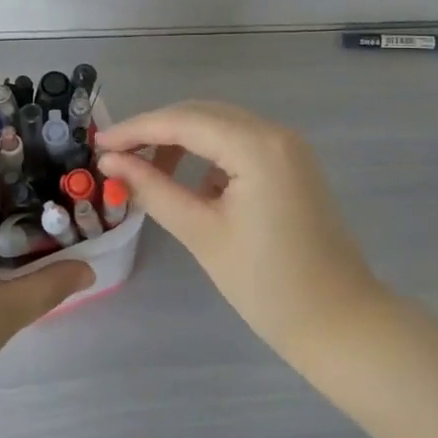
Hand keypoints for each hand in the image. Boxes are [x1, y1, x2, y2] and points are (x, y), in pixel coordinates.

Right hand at [96, 102, 383, 364]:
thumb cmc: (267, 285)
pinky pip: (240, 143)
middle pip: (202, 114)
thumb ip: (153, 188)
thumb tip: (111, 161)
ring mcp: (288, 147)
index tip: (97, 142)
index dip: (136, 129)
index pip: (184, 121)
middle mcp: (275, 133)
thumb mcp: (202, 233)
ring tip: (146, 170)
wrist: (340, 323)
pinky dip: (208, 153)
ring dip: (181, 139)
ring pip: (220, 125)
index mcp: (257, 146)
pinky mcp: (292, 164)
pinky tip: (188, 181)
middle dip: (156, 130)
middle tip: (115, 155)